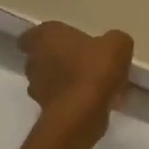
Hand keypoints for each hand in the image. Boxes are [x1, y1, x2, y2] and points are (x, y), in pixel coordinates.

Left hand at [19, 22, 133, 148]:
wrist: (83, 113)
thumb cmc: (94, 69)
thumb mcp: (117, 44)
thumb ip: (114, 40)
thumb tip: (111, 45)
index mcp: (45, 37)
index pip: (31, 36)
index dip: (47, 39)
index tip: (64, 43)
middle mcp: (34, 61)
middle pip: (42, 58)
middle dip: (60, 60)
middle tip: (85, 62)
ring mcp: (37, 88)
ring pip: (51, 81)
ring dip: (67, 82)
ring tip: (94, 85)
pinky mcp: (45, 111)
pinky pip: (61, 100)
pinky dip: (74, 100)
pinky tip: (96, 102)